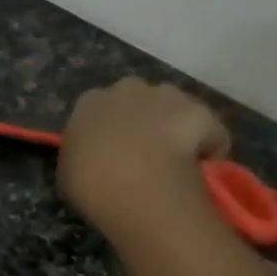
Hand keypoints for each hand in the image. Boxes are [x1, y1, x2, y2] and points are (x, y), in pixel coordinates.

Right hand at [57, 78, 230, 241]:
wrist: (136, 187)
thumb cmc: (91, 185)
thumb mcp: (68, 174)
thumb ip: (80, 156)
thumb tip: (92, 159)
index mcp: (89, 103)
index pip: (96, 108)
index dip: (106, 130)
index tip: (109, 152)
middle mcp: (127, 89)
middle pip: (138, 100)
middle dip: (142, 119)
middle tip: (143, 153)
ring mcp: (167, 96)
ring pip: (173, 106)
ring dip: (173, 124)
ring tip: (174, 159)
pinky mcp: (200, 112)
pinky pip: (208, 128)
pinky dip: (208, 143)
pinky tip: (203, 166)